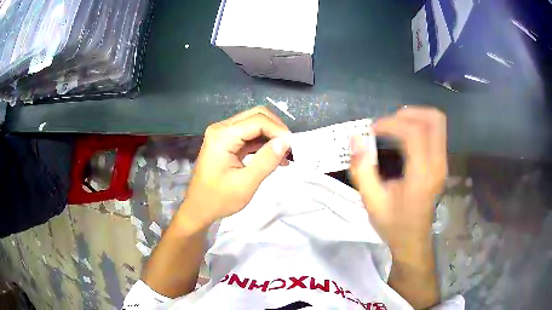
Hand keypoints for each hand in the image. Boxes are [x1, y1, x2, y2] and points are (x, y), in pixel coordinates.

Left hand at [177, 106, 291, 229]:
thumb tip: (286, 141)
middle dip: (276, 129)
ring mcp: (223, 134)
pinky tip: (276, 156)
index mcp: (222, 135)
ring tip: (286, 153)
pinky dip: (264, 142)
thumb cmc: (219, 199)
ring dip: (271, 135)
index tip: (293, 146)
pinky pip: (250, 135)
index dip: (278, 130)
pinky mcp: (227, 141)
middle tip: (290, 147)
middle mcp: (222, 128)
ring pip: (255, 123)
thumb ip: (267, 161)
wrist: (199, 209)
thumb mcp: (246, 183)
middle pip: (256, 115)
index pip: (257, 121)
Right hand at [349, 107, 446, 257]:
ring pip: (438, 122)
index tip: (373, 129)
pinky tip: (404, 135)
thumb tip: (355, 139)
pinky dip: (420, 125)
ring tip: (395, 125)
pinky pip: (436, 132)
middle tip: (388, 122)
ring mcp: (443, 163)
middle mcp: (438, 164)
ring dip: (416, 116)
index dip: (392, 123)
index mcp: (422, 175)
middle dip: (409, 113)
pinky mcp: (441, 163)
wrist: (413, 241)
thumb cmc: (394, 224)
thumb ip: (362, 170)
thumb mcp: (372, 202)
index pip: (415, 133)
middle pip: (434, 119)